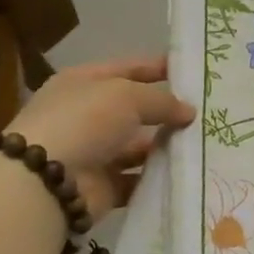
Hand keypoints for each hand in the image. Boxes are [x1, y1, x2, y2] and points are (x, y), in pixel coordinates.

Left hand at [7, 56, 194, 222]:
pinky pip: (136, 179)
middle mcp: (87, 115)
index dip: (158, 68)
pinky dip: (157, 177)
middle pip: (135, 110)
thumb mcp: (127, 96)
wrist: (46, 181)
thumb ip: (162, 101)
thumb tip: (189, 112)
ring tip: (204, 144)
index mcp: (84, 83)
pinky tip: (186, 173)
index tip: (193, 72)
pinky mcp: (101, 186)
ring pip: (138, 146)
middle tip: (207, 113)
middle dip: (168, 111)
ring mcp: (93, 152)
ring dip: (166, 146)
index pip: (128, 69)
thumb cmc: (84, 122)